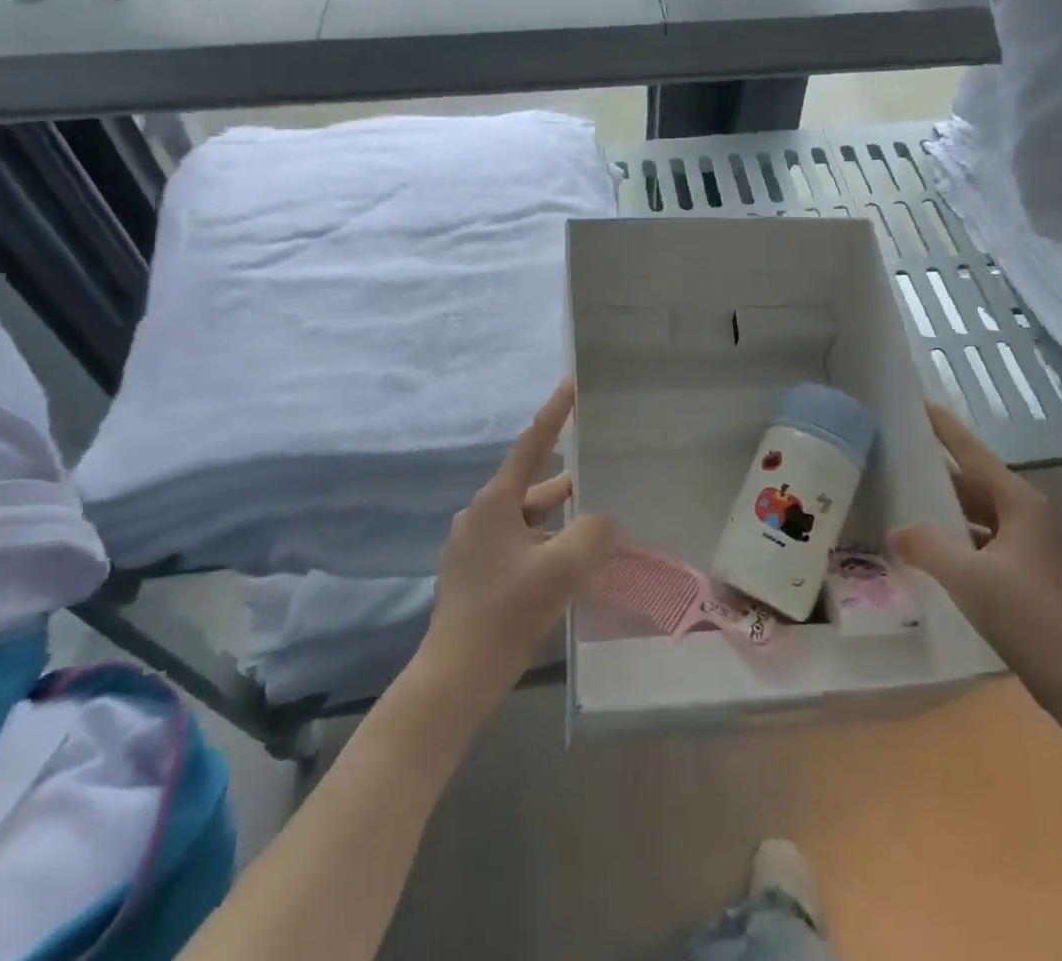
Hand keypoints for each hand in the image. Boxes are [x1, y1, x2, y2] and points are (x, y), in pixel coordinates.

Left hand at [419, 379, 618, 707]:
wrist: (455, 678)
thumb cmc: (506, 613)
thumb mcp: (561, 568)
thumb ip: (594, 534)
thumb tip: (604, 522)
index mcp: (495, 502)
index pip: (532, 444)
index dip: (555, 412)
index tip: (573, 383)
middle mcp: (481, 516)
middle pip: (534, 485)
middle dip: (570, 480)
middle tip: (606, 471)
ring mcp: (475, 547)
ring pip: (529, 519)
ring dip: (561, 520)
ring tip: (600, 524)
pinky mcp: (476, 575)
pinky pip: (520, 545)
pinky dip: (547, 545)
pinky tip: (572, 565)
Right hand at [892, 401, 1061, 719]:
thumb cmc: (1029, 617)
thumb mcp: (969, 578)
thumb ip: (928, 547)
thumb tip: (897, 530)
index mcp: (1019, 503)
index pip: (972, 452)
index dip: (944, 427)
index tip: (917, 402)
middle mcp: (1025, 515)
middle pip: (972, 481)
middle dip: (936, 469)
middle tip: (896, 454)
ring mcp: (1026, 545)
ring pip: (976, 512)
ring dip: (944, 506)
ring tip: (903, 496)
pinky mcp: (1023, 572)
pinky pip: (980, 539)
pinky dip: (955, 536)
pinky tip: (928, 546)